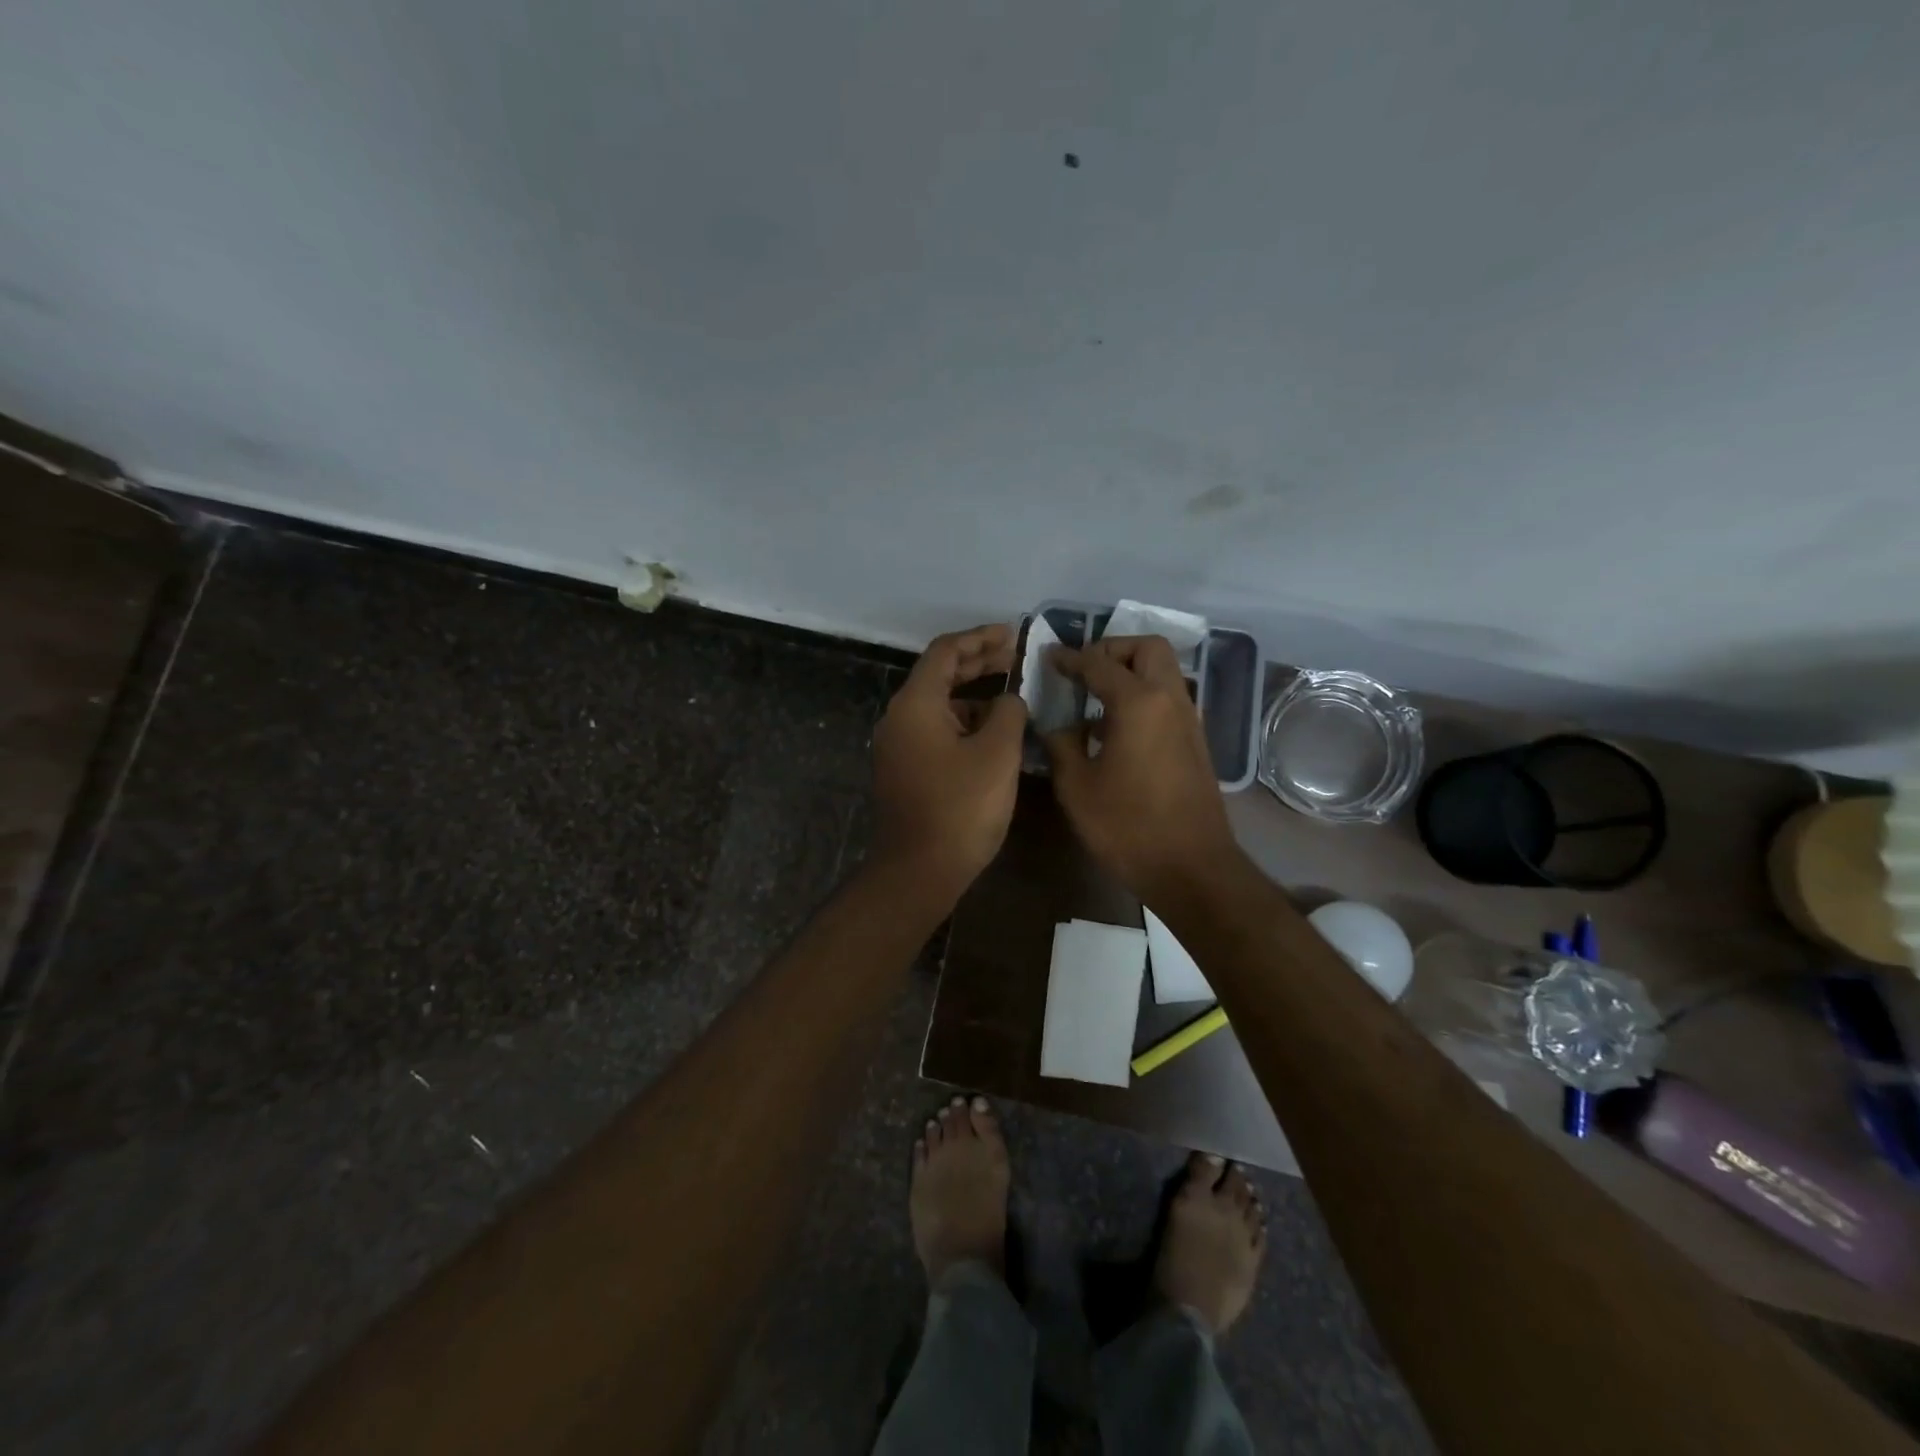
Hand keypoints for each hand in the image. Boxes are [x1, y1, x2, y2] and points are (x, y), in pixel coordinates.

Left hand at [872, 624, 1027, 901]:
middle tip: (1016, 658)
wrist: (919, 871)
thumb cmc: (960, 808)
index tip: (1012, 635)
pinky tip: (995, 734)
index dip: (980, 639)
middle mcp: (899, 719)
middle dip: (979, 663)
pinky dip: (965, 724)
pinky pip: (937, 732)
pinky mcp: (906, 771)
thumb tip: (1009, 700)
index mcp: (915, 705)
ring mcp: (899, 747)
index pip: (945, 652)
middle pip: (940, 676)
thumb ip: (1009, 713)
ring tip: (1014, 697)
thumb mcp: (997, 754)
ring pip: (940, 707)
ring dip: (974, 696)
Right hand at [1043, 636, 1238, 906]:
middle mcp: (1170, 700)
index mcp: (1138, 703)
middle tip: (1084, 670)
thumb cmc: (1127, 827)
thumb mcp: (1076, 787)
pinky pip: (1169, 699)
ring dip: (1131, 671)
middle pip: (1147, 648)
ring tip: (1096, 699)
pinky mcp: (1196, 742)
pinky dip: (1144, 696)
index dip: (1070, 658)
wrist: (1191, 868)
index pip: (1099, 663)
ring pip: (1164, 672)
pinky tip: (1117, 729)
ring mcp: (1189, 721)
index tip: (1049, 657)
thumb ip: (1061, 745)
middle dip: (1113, 649)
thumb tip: (1058, 726)